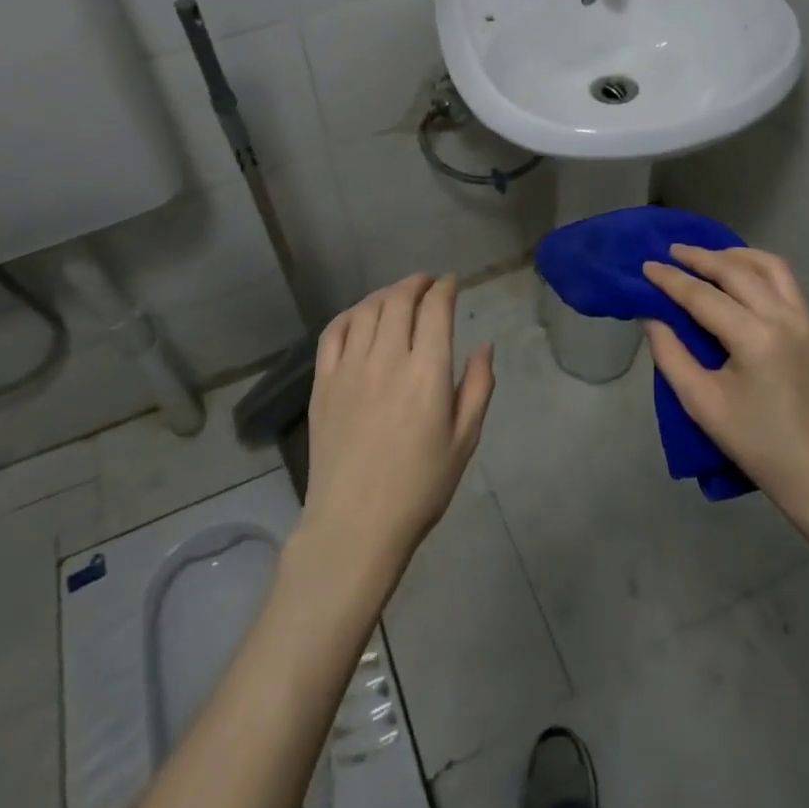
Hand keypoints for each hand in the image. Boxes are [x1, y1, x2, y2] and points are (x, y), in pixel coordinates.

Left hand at [299, 274, 494, 587]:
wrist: (355, 524)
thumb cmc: (419, 486)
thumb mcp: (464, 440)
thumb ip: (478, 387)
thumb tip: (485, 346)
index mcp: (427, 372)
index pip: (435, 308)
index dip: (445, 288)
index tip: (451, 283)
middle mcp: (387, 358)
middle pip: (400, 299)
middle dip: (417, 283)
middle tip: (427, 284)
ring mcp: (350, 367)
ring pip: (367, 310)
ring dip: (386, 294)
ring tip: (398, 296)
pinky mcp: (323, 382)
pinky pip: (334, 332)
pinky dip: (351, 314)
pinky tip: (360, 316)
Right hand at [642, 245, 808, 524]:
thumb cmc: (758, 444)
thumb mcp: (702, 404)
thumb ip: (670, 355)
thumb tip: (651, 317)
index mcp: (754, 337)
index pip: (703, 296)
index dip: (670, 280)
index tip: (645, 266)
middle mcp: (783, 317)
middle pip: (736, 270)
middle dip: (700, 257)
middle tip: (671, 252)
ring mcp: (806, 320)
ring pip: (769, 266)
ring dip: (735, 255)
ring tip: (707, 257)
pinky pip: (786, 281)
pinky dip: (758, 268)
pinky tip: (741, 276)